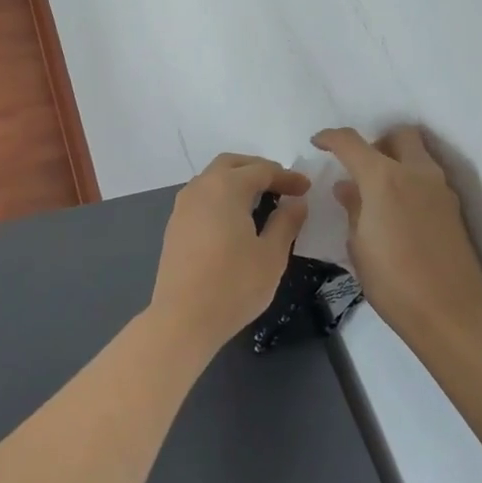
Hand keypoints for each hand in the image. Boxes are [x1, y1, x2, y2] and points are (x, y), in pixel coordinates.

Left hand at [152, 154, 310, 353]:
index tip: (306, 188)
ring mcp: (183, 205)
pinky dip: (222, 196)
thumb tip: (296, 202)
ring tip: (262, 200)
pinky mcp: (175, 224)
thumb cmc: (233, 285)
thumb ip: (286, 222)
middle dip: (259, 169)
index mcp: (226, 187)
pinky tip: (236, 218)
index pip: (262, 170)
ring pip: (213, 178)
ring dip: (238, 180)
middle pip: (232, 164)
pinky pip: (203, 196)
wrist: (183, 318)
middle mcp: (201, 187)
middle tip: (282, 185)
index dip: (287, 177)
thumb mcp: (271, 255)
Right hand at [311, 126, 481, 342]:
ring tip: (377, 191)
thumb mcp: (358, 245)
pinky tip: (397, 210)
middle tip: (360, 167)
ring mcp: (440, 189)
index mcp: (384, 178)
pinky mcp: (453, 208)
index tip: (318, 143)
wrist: (452, 314)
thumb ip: (353, 208)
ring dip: (397, 160)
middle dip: (377, 142)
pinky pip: (427, 178)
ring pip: (418, 154)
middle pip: (399, 135)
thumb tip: (348, 187)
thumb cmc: (393, 281)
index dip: (331, 138)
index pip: (352, 142)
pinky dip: (410, 181)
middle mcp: (416, 173)